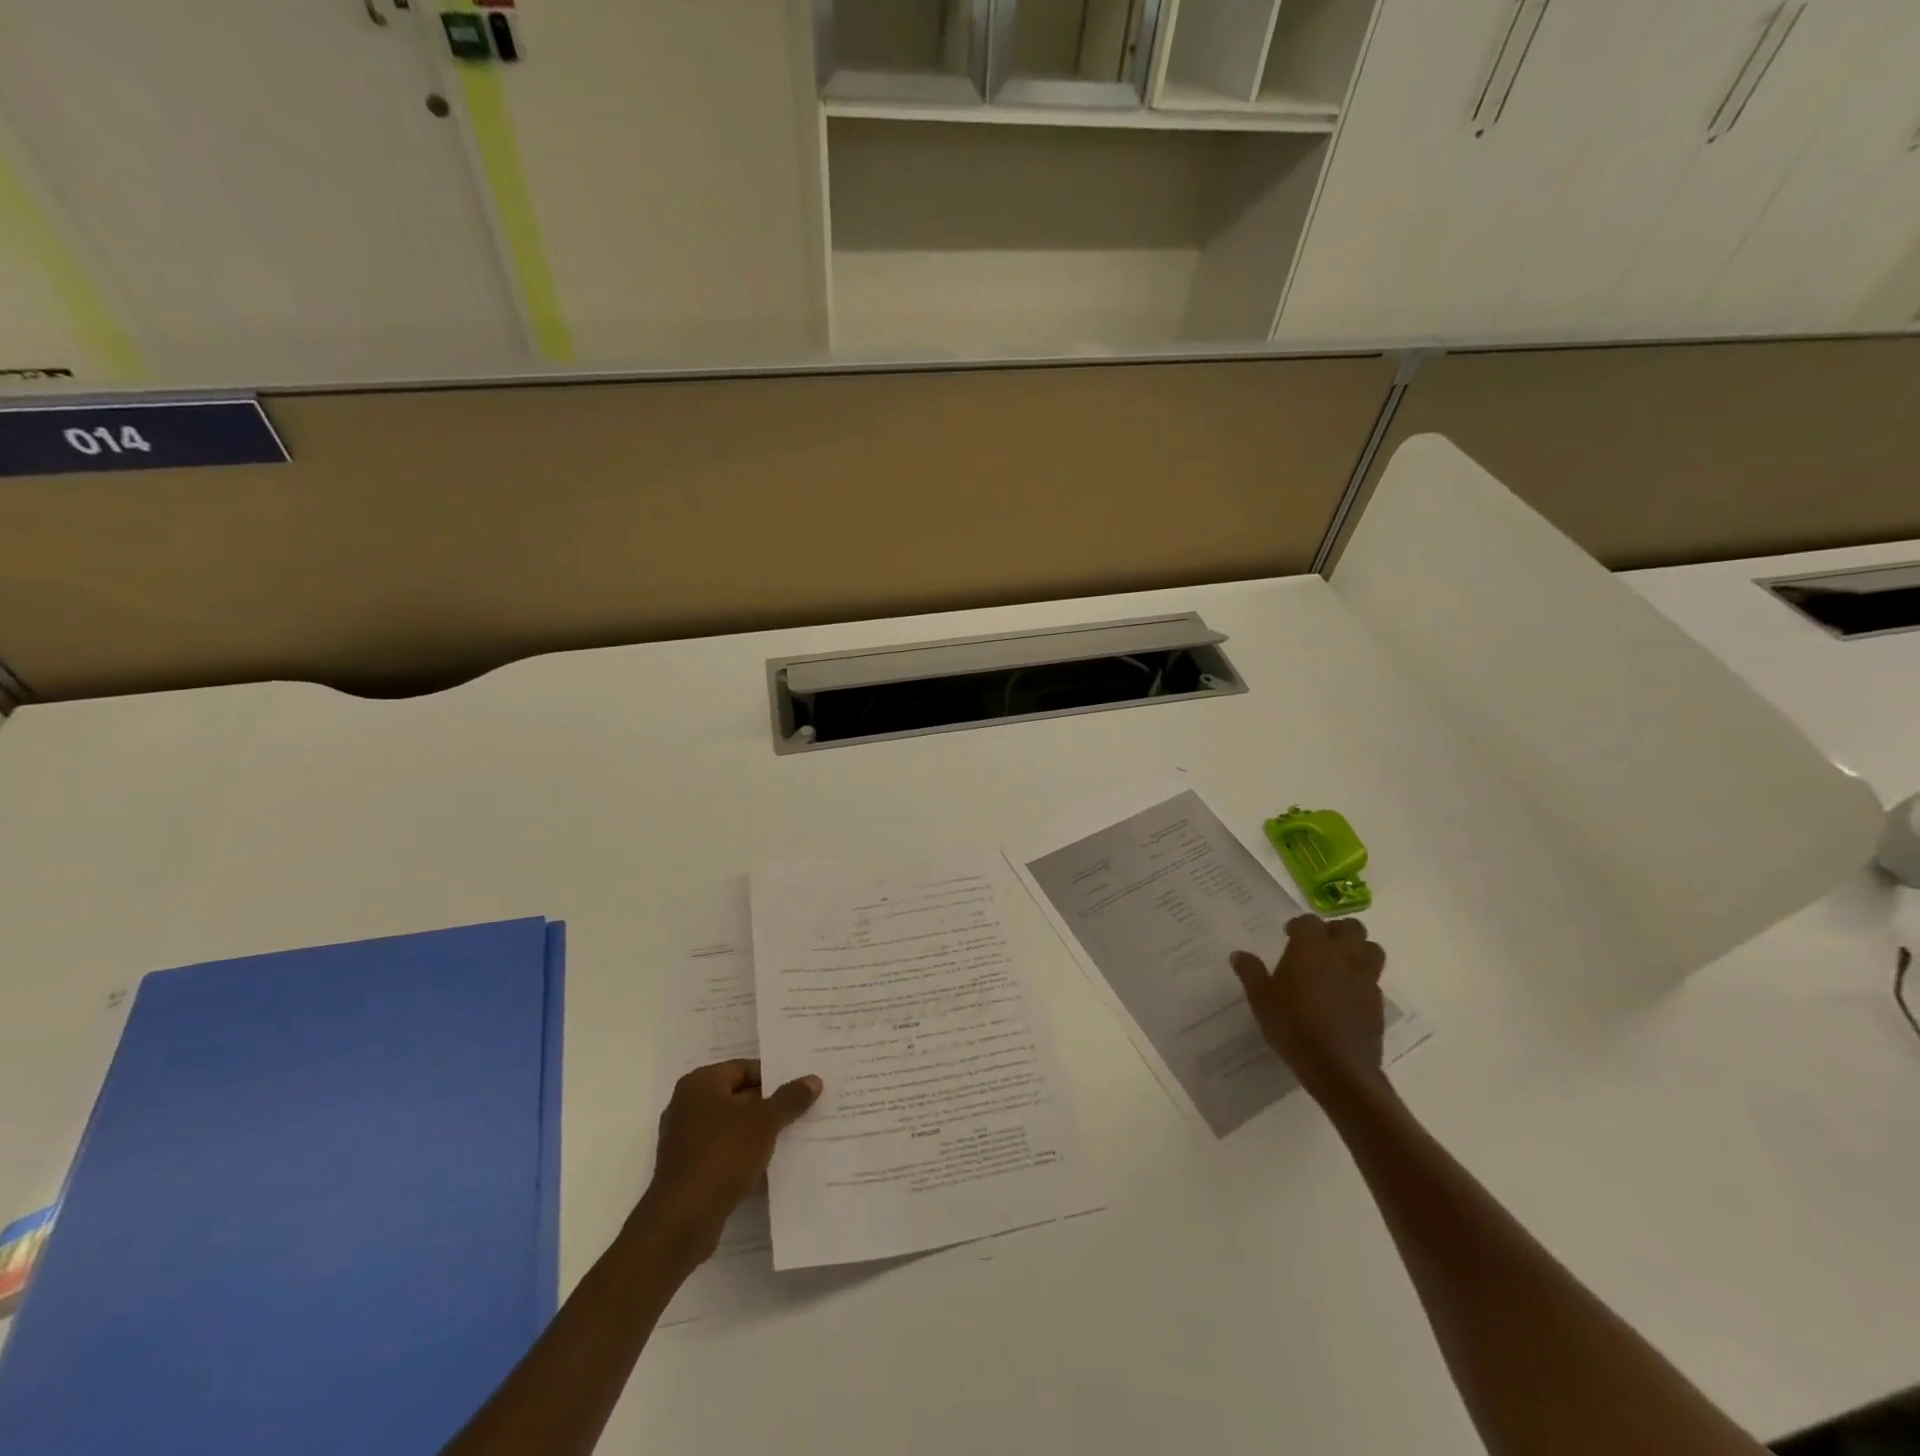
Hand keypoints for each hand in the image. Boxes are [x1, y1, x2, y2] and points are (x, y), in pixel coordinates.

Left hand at [636, 1059, 821, 1263]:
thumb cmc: (722, 1155)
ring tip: (792, 1137)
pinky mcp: (687, 1170)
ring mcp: (684, 1139)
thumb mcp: (765, 1121)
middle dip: (769, 1106)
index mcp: (700, 1083)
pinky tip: (769, 1166)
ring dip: (758, 1134)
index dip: (775, 1078)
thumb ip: (789, 1098)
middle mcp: (687, 1105)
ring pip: (732, 1127)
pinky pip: (723, 1153)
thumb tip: (813, 1079)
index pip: (745, 1069)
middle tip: (803, 1111)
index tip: (801, 1089)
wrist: (682, 1221)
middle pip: (738, 1097)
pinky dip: (743, 1156)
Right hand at [1231, 915, 1387, 1101]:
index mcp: (1311, 948)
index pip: (1310, 921)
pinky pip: (1373, 979)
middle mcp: (1342, 955)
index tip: (1289, 935)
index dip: (1299, 925)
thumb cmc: (1292, 1025)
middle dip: (1336, 930)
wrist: (1337, 1066)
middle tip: (1319, 944)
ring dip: (1358, 950)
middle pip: (1351, 927)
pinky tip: (1346, 995)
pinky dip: (1362, 979)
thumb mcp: (1260, 998)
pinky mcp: (1377, 1003)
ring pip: (1371, 949)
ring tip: (1339, 964)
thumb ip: (1250, 972)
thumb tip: (1239, 955)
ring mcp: (1364, 978)